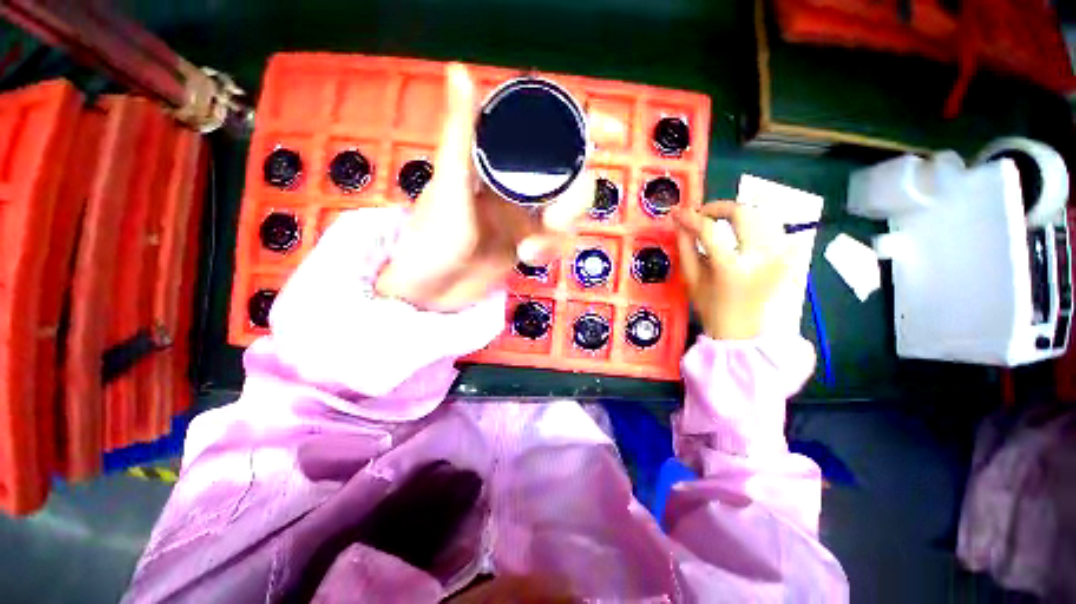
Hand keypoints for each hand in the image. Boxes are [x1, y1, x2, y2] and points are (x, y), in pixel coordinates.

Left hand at [376, 64, 593, 310]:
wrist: (433, 290)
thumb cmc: (431, 237)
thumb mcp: (448, 185)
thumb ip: (460, 133)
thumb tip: (460, 69)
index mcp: (499, 160)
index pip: (547, 131)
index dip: (583, 125)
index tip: (611, 134)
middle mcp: (518, 182)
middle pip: (571, 177)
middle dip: (576, 198)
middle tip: (556, 219)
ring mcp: (527, 215)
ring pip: (569, 212)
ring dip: (561, 231)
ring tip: (532, 248)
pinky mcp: (530, 242)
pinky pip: (558, 241)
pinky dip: (550, 250)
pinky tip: (527, 258)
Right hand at [673, 202, 790, 339]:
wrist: (742, 330)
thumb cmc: (711, 307)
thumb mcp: (691, 279)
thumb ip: (685, 246)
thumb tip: (679, 221)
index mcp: (732, 267)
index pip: (710, 230)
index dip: (691, 218)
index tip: (679, 213)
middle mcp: (761, 257)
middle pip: (743, 212)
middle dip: (719, 207)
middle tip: (703, 214)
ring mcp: (780, 255)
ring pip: (763, 214)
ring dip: (738, 213)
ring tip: (721, 222)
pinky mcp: (788, 255)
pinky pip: (774, 226)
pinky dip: (756, 223)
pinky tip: (741, 232)